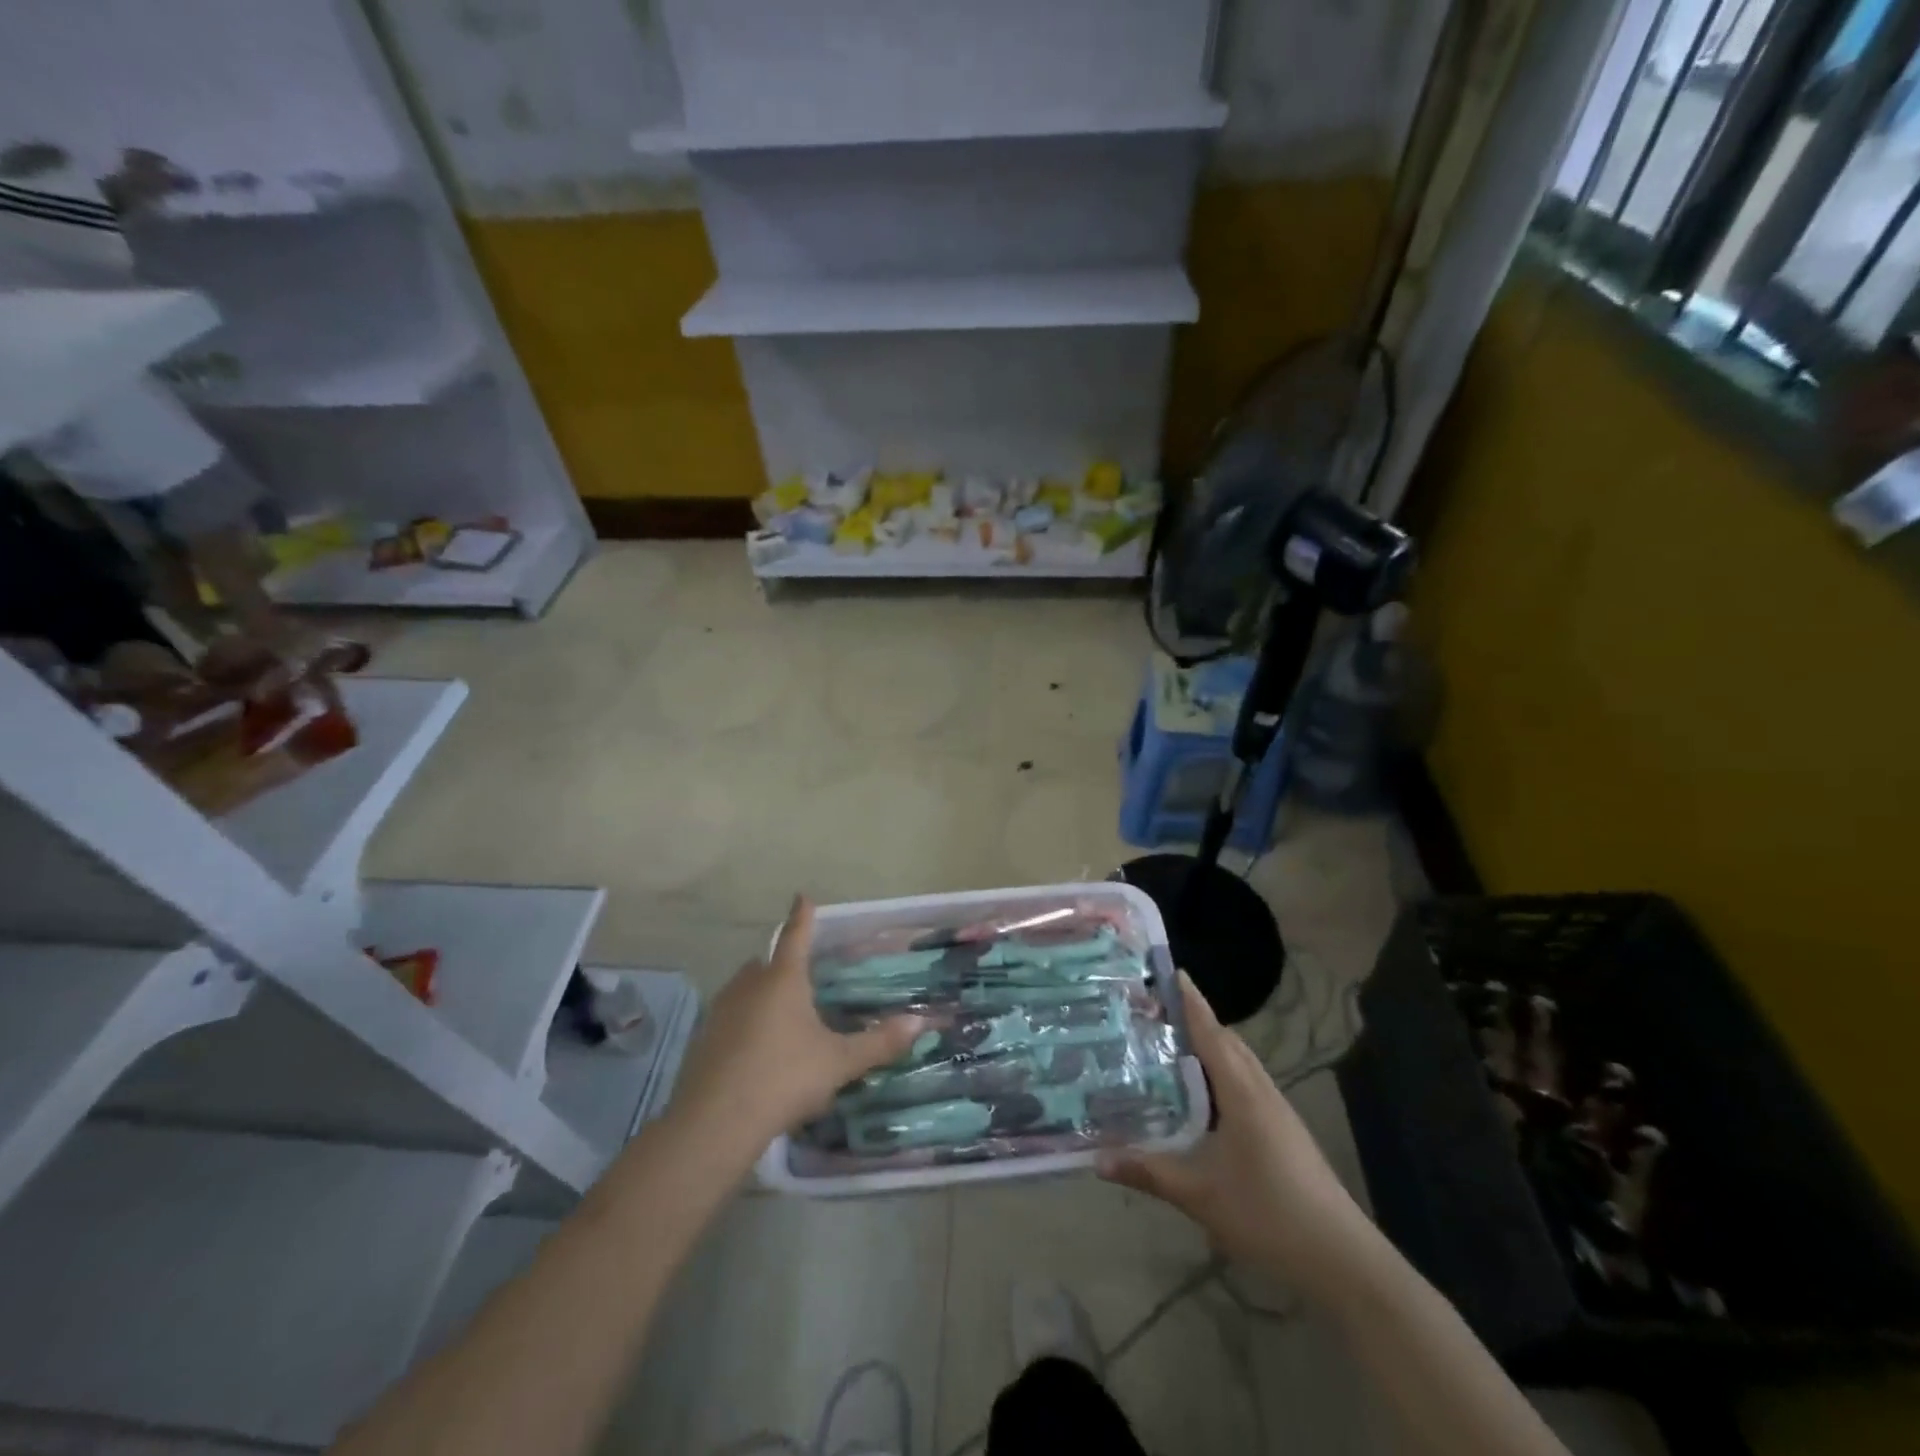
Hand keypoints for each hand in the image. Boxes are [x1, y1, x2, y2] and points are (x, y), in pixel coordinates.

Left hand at [671, 897, 926, 1152]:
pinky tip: (758, 1050)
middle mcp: (749, 985)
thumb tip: (920, 1021)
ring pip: (745, 990)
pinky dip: (745, 1023)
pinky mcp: (703, 1039)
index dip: (802, 916)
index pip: (796, 936)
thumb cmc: (784, 1078)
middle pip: (766, 963)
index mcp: (783, 980)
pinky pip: (730, 1018)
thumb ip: (879, 1042)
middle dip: (782, 965)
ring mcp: (721, 1011)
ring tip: (783, 1017)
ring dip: (762, 995)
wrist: (715, 1123)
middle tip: (802, 978)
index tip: (802, 896)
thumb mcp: (840, 1062)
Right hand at [1099, 972, 1368, 1293]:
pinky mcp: (1284, 1131)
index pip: (1211, 1031)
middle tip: (1153, 1010)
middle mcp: (1261, 1090)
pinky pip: (1246, 1083)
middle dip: (1194, 1019)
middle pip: (1227, 1041)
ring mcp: (1277, 1111)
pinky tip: (1202, 1096)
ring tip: (1171, 1044)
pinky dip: (1221, 1073)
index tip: (1168, 970)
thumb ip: (1149, 1172)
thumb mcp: (1200, 1194)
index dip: (1190, 1001)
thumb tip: (1096, 1160)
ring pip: (1239, 1063)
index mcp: (1242, 1092)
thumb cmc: (1268, 1214)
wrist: (1342, 1260)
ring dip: (1210, 1046)